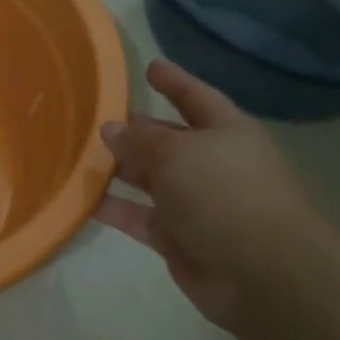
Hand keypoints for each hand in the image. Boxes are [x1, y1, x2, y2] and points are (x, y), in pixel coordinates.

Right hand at [96, 59, 321, 333]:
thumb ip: (140, 139)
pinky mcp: (178, 239)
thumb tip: (111, 129)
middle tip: (97, 119)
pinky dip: (115, 210)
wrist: (260, 271)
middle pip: (169, 140)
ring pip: (150, 180)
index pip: (196, 97)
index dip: (174, 82)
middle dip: (138, 130)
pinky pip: (139, 218)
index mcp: (226, 133)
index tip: (150, 67)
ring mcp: (195, 204)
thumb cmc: (223, 193)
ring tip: (80, 156)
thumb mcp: (177, 152)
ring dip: (120, 170)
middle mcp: (211, 165)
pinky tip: (83, 200)